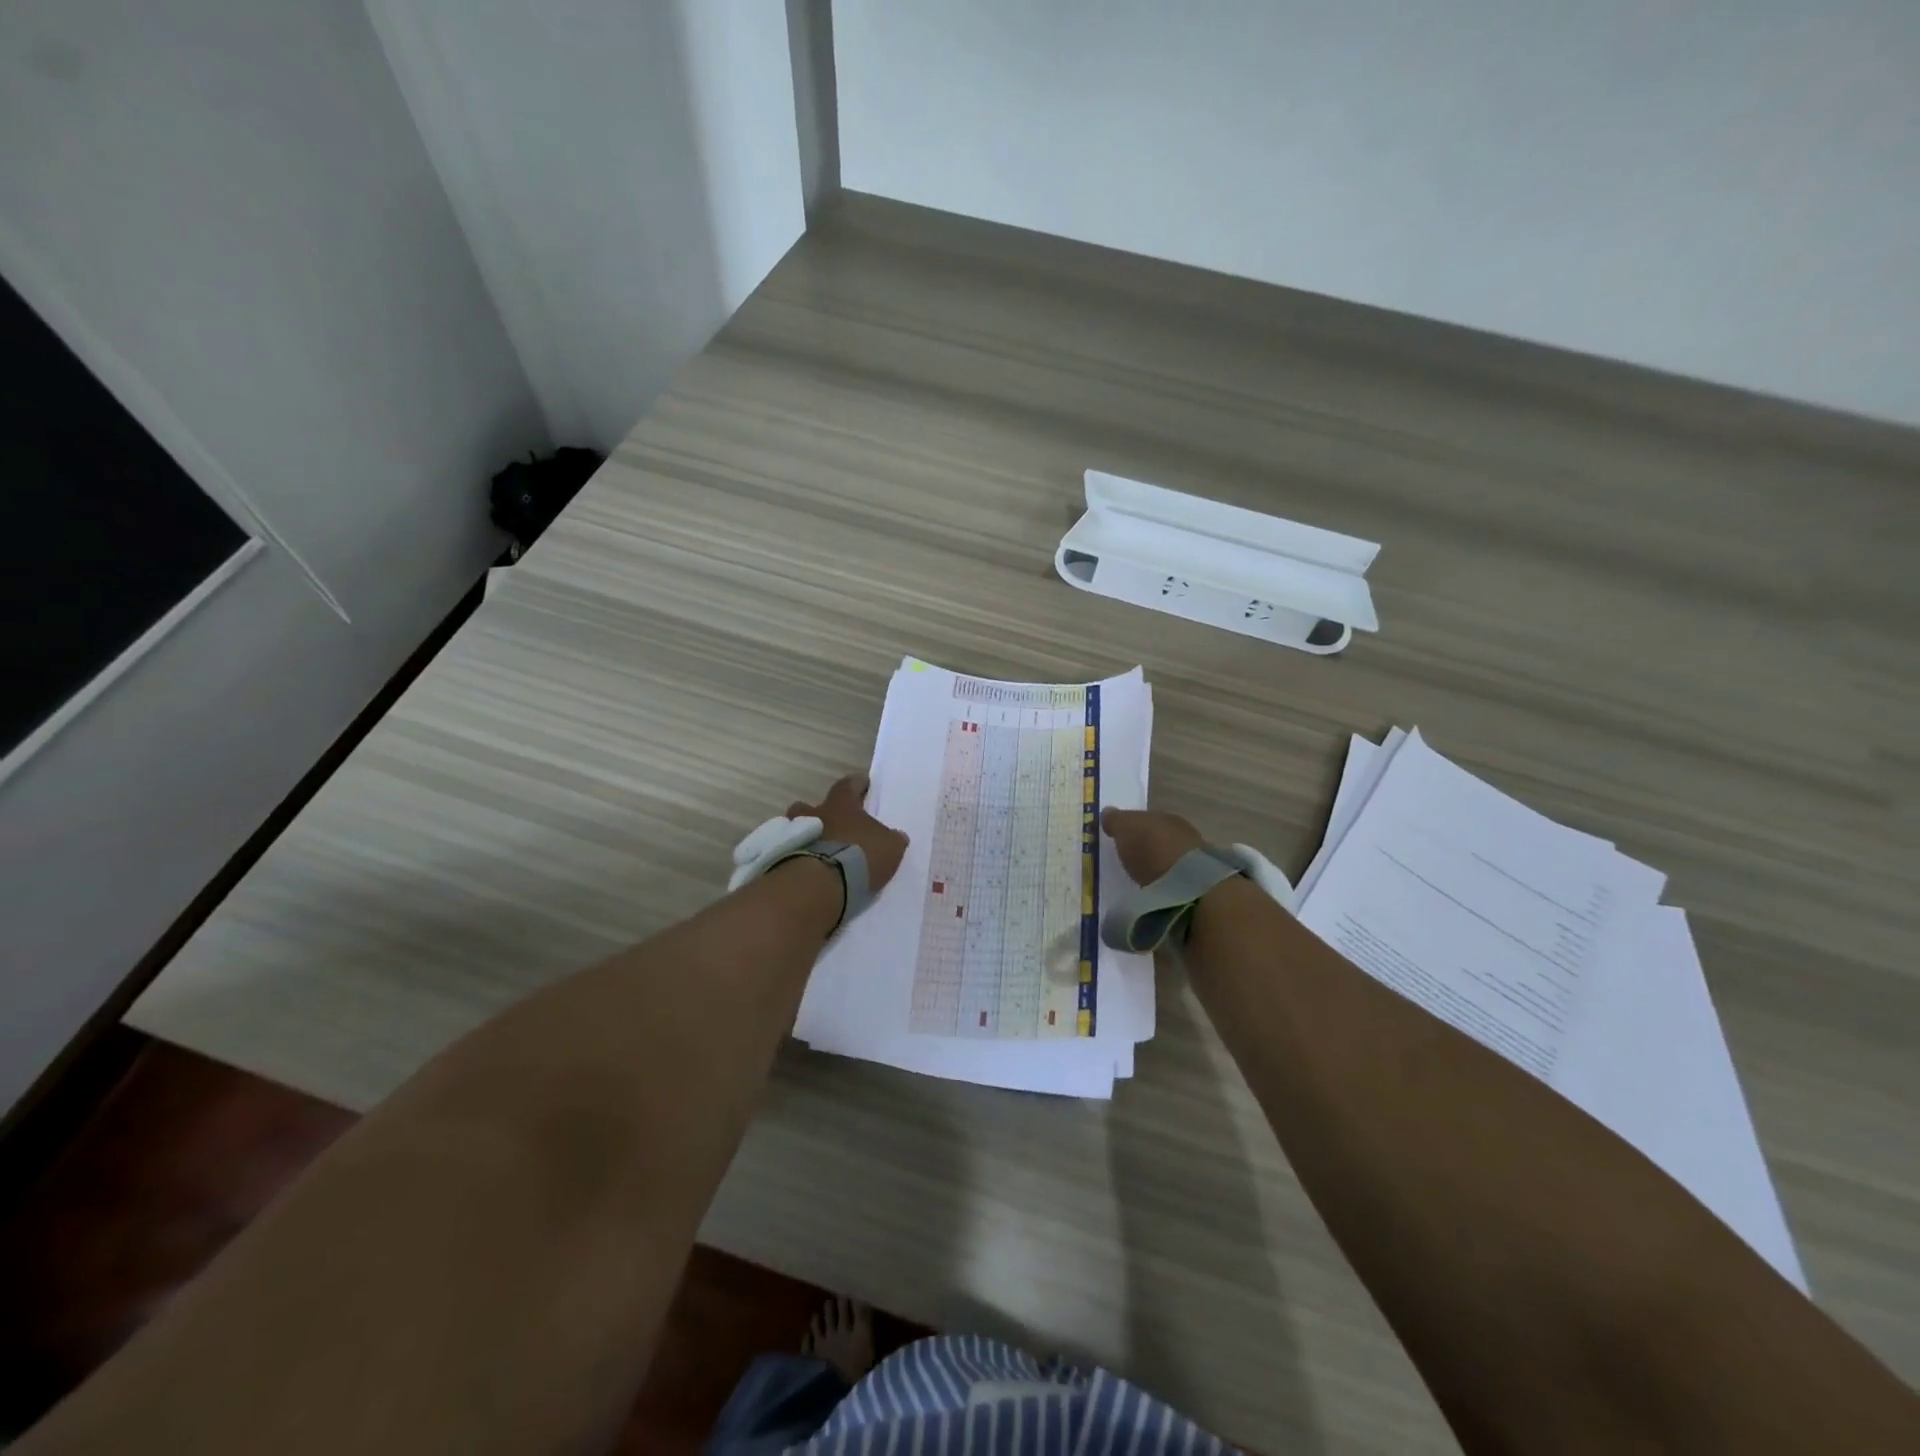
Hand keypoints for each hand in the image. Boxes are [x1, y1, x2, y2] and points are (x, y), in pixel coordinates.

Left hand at [787, 774, 908, 894]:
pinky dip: (795, 856)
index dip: (856, 784)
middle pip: (810, 805)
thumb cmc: (860, 856)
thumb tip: (896, 836)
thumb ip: (892, 839)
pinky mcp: (782, 858)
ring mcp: (795, 835)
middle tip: (829, 822)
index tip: (861, 783)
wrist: (822, 883)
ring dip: (804, 835)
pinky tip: (805, 868)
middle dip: (819, 812)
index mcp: (841, 805)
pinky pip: (789, 852)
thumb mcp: (889, 847)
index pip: (848, 785)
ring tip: (815, 850)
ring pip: (794, 828)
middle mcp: (815, 814)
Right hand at [1102, 806, 1204, 884]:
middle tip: (1128, 858)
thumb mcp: (1125, 828)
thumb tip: (1108, 812)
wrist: (1186, 883)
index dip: (1132, 827)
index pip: (1146, 818)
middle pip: (1158, 837)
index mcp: (1165, 816)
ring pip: (1168, 857)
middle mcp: (1182, 832)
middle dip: (1145, 846)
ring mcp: (1193, 858)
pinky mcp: (1197, 884)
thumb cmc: (1151, 848)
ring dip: (1156, 864)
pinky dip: (1164, 880)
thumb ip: (1115, 820)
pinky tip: (1154, 888)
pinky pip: (1175, 877)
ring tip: (1140, 876)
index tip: (1119, 838)